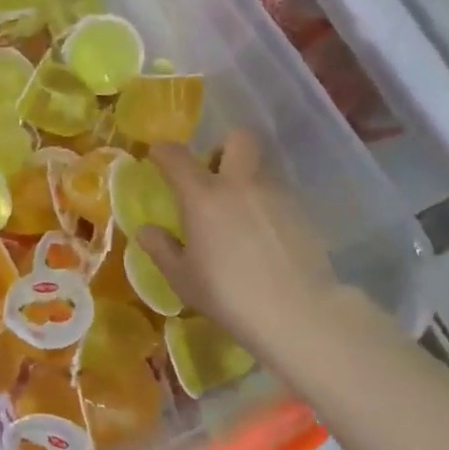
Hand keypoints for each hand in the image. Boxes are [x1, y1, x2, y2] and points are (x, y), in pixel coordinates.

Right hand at [137, 131, 340, 356]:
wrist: (296, 310)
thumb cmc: (228, 294)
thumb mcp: (183, 278)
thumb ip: (162, 249)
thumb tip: (146, 231)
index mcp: (203, 196)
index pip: (177, 156)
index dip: (163, 152)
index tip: (158, 158)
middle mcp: (241, 183)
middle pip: (238, 138)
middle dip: (223, 148)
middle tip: (214, 176)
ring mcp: (277, 193)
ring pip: (261, 166)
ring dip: (246, 177)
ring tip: (239, 212)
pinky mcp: (302, 211)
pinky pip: (279, 193)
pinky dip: (266, 203)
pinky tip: (263, 234)